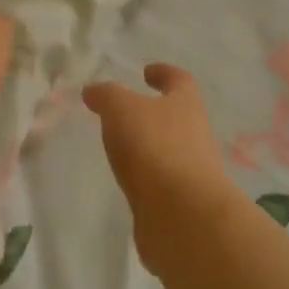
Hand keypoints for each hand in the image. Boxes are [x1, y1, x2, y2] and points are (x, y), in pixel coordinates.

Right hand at [84, 64, 238, 269]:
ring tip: (120, 146)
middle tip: (125, 112)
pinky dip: (146, 177)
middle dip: (153, 113)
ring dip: (149, 146)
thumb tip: (93, 91)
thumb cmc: (155, 147)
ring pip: (169, 149)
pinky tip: (127, 179)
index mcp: (186, 104)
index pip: (179, 79)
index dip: (163, 72)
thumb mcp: (121, 109)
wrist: (184, 217)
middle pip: (177, 115)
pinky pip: (161, 182)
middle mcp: (195, 134)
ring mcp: (192, 171)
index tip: (147, 71)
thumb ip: (106, 96)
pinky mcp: (183, 203)